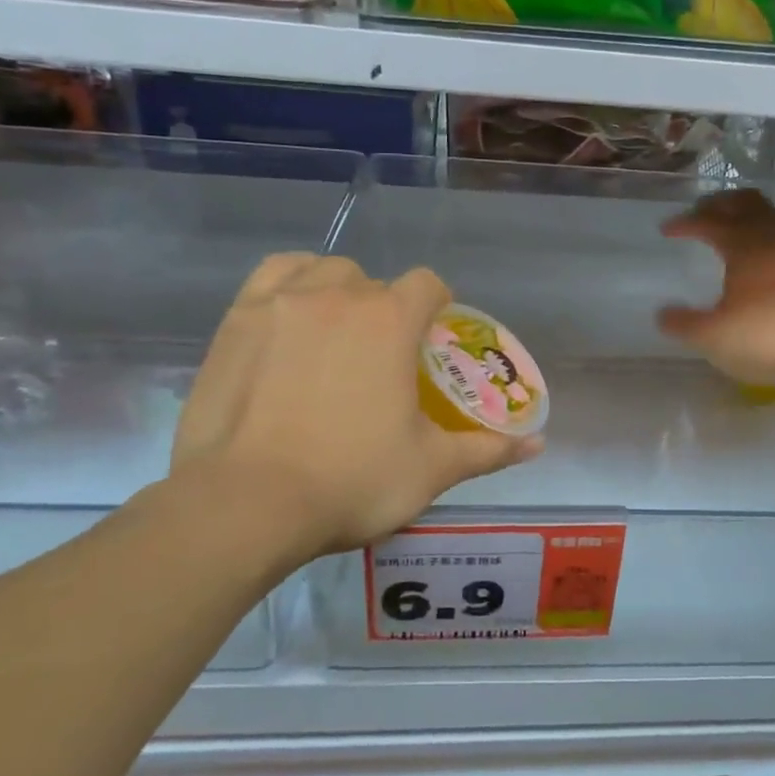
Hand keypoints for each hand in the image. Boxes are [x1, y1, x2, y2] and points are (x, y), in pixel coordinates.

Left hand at [168, 254, 541, 558]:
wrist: (247, 504)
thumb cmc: (351, 481)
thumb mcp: (431, 469)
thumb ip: (487, 449)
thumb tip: (537, 444)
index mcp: (390, 320)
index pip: (427, 284)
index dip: (437, 305)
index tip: (432, 337)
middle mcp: (339, 295)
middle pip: (376, 283)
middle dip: (387, 311)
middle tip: (382, 358)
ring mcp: (282, 301)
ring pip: (325, 271)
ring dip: (340, 292)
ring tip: (336, 334)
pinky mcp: (237, 319)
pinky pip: (275, 275)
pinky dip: (293, 284)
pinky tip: (292, 315)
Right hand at [658, 189, 774, 388]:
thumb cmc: (765, 337)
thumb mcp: (711, 336)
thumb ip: (683, 323)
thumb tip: (663, 314)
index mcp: (743, 245)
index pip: (709, 221)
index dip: (686, 222)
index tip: (666, 229)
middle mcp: (772, 238)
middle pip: (746, 203)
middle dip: (720, 204)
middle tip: (701, 214)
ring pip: (773, 215)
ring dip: (750, 214)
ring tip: (735, 227)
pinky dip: (770, 236)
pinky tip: (765, 256)